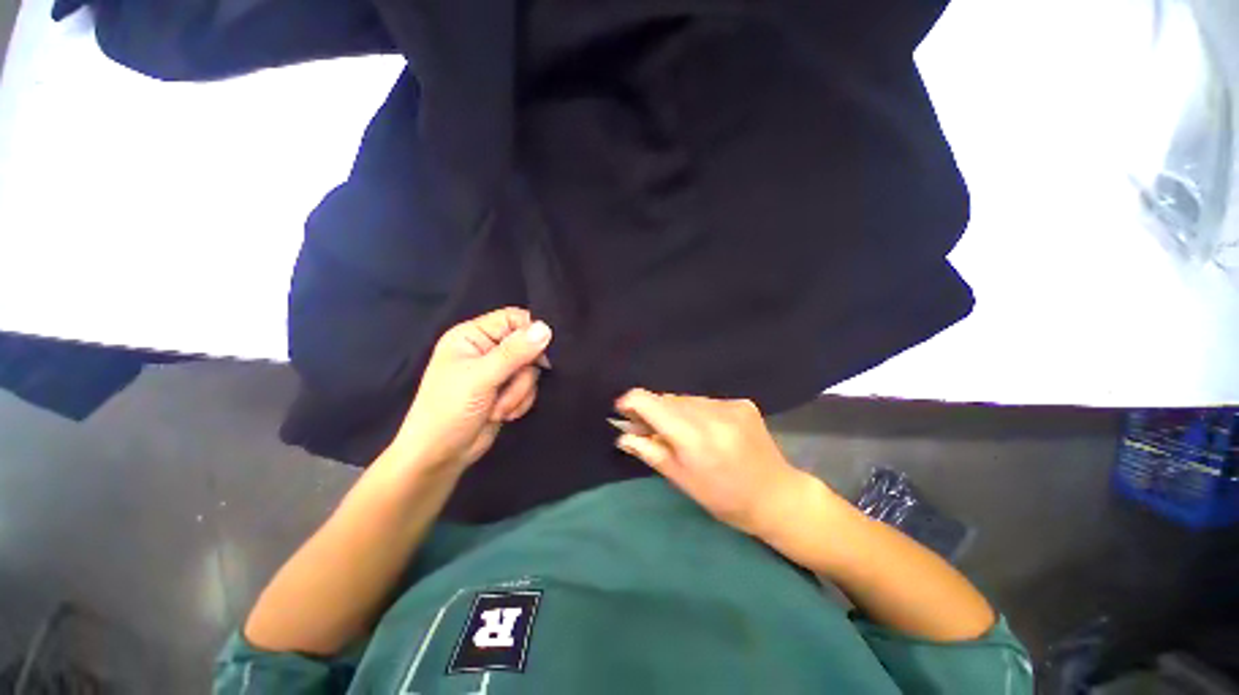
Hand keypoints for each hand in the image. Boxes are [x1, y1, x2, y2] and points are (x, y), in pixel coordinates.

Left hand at [386, 308, 551, 474]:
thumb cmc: (450, 410)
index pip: (513, 319)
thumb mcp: (481, 377)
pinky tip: (502, 414)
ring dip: (519, 392)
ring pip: (530, 370)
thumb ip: (515, 352)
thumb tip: (546, 328)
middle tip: (509, 386)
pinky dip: (520, 402)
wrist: (440, 456)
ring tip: (498, 408)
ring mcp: (497, 371)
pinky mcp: (506, 390)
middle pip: (527, 346)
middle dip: (522, 373)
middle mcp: (487, 349)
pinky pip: (528, 387)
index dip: (531, 332)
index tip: (543, 352)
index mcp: (473, 335)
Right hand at [613, 389, 809, 536]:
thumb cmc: (724, 498)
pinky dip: (696, 411)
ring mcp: (730, 406)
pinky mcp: (742, 403)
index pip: (652, 403)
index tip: (623, 411)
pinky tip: (703, 429)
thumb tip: (622, 436)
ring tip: (678, 432)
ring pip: (687, 399)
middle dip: (653, 410)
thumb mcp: (682, 480)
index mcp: (695, 438)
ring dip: (675, 411)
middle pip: (668, 399)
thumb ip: (650, 451)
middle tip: (646, 428)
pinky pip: (706, 401)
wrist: (777, 496)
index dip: (632, 402)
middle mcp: (712, 414)